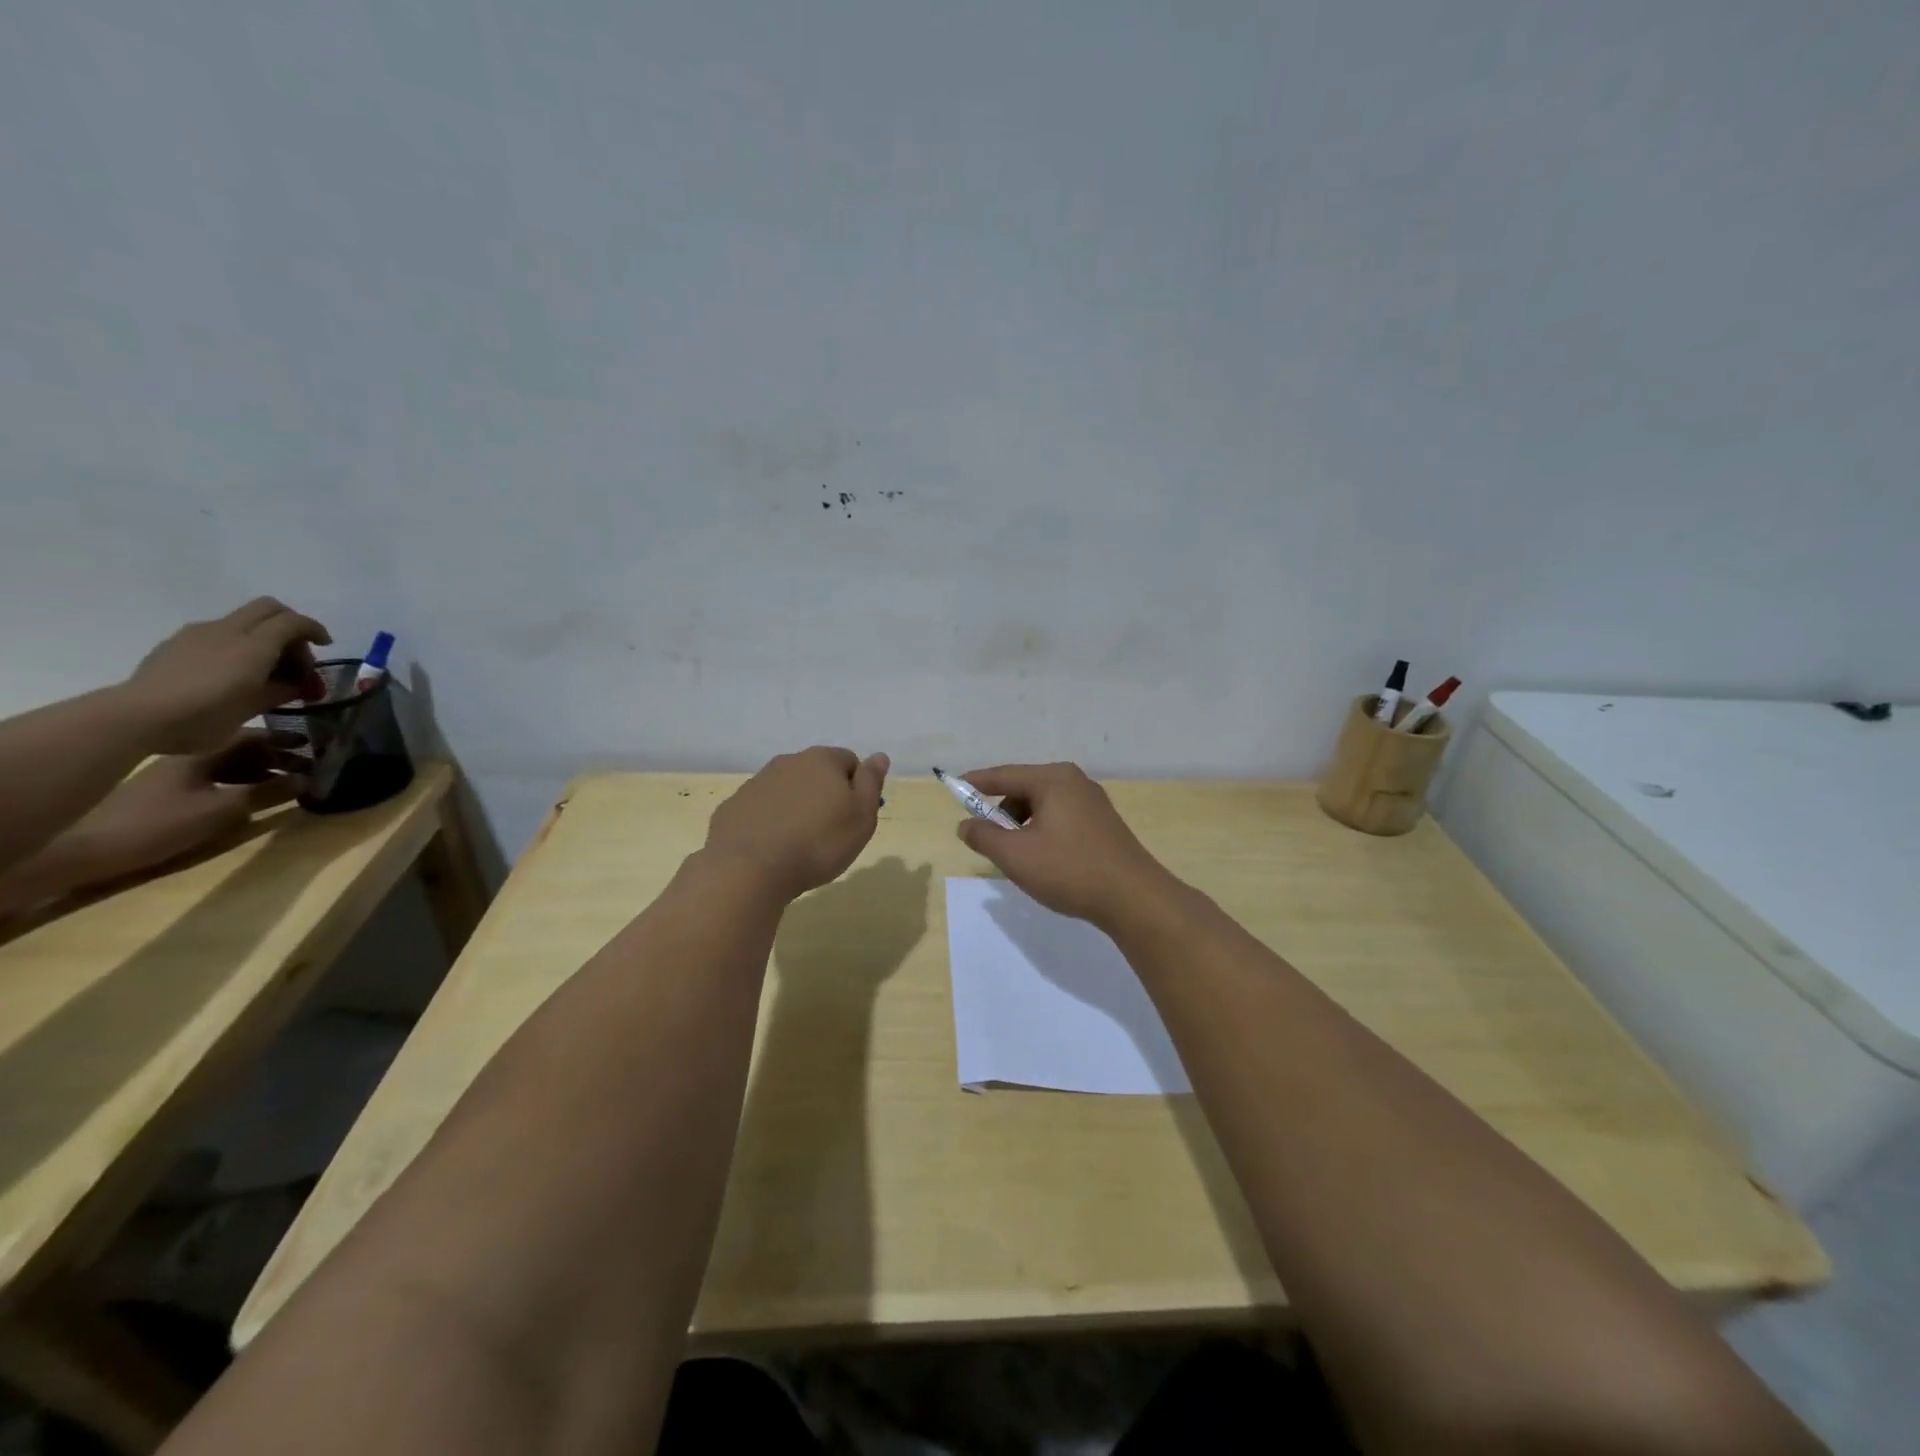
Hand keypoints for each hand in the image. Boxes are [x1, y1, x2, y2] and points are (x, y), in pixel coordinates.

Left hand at [50, 736, 307, 889]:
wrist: (80, 849)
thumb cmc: (156, 824)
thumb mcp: (220, 811)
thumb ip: (265, 794)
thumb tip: (307, 780)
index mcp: (201, 753)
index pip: (251, 736)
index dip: (283, 740)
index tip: (313, 746)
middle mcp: (188, 758)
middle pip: (241, 750)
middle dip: (277, 756)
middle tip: (309, 767)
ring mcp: (174, 776)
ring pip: (229, 765)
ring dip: (261, 771)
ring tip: (289, 783)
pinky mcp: (166, 795)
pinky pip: (214, 779)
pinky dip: (240, 783)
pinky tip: (253, 796)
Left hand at [124, 597, 332, 753]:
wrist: (138, 717)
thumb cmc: (208, 714)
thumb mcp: (257, 705)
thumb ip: (284, 688)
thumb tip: (297, 684)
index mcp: (253, 644)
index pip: (293, 621)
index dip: (315, 629)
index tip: (326, 645)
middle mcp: (227, 630)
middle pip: (268, 609)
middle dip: (290, 627)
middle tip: (296, 656)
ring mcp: (197, 634)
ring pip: (242, 621)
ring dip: (262, 637)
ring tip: (264, 671)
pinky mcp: (176, 644)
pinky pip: (217, 634)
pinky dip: (236, 645)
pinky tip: (231, 674)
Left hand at [704, 746, 888, 899]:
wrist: (749, 869)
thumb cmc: (818, 843)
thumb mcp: (861, 817)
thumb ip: (871, 782)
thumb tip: (879, 756)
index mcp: (822, 760)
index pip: (850, 761)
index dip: (857, 788)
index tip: (855, 817)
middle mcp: (788, 762)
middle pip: (816, 773)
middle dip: (825, 795)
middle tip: (830, 832)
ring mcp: (756, 783)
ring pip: (787, 790)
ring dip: (797, 807)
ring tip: (800, 843)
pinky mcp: (733, 806)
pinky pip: (761, 809)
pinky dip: (770, 822)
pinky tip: (772, 848)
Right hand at [953, 763, 1177, 928]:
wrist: (1134, 898)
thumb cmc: (1069, 870)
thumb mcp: (1016, 855)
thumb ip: (983, 836)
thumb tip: (965, 825)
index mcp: (1053, 779)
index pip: (1004, 775)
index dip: (976, 783)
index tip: (954, 789)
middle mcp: (1074, 781)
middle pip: (1024, 788)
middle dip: (1001, 811)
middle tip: (985, 837)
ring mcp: (1093, 802)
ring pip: (1043, 805)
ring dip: (1022, 824)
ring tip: (1015, 855)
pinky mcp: (1103, 823)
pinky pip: (1060, 817)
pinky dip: (1042, 830)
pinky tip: (1042, 858)